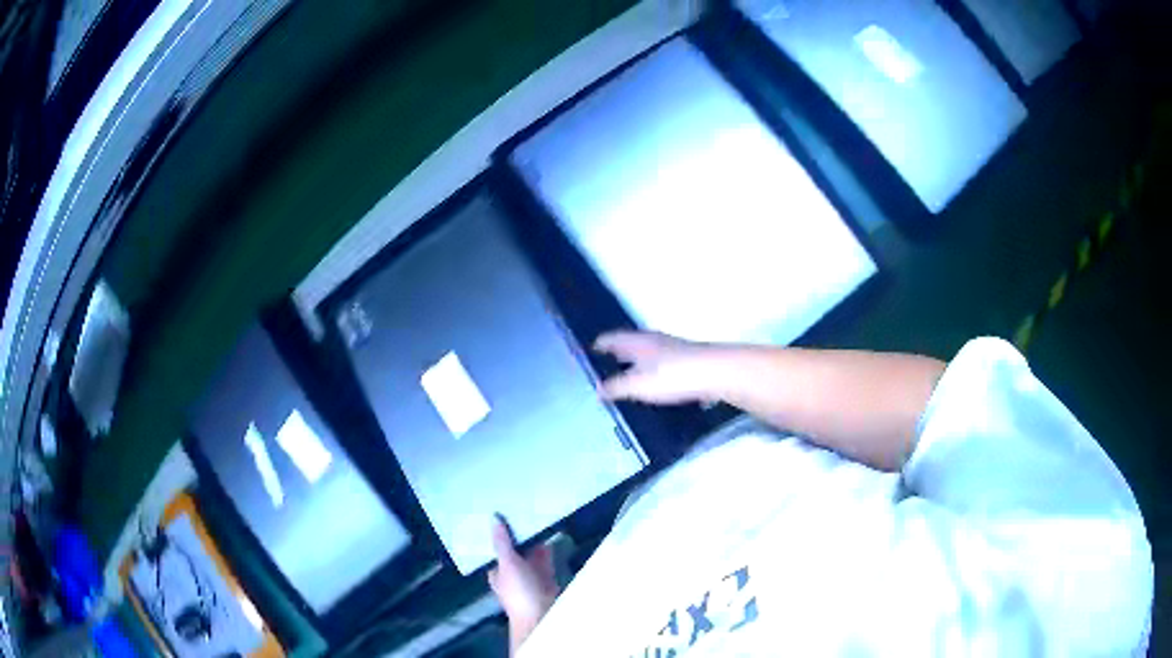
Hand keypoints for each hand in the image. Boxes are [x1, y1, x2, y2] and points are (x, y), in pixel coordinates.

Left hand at [488, 516, 558, 644]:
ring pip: (529, 553)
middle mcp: (511, 571)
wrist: (542, 614)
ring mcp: (529, 575)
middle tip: (520, 508)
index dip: (497, 533)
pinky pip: (544, 558)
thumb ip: (503, 542)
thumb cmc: (519, 590)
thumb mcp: (508, 564)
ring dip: (532, 539)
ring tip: (535, 515)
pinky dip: (546, 547)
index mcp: (497, 570)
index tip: (499, 513)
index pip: (495, 548)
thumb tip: (493, 518)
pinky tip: (549, 533)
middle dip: (517, 534)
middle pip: (513, 549)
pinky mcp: (545, 576)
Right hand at [594, 330, 721, 404]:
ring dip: (639, 360)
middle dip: (619, 351)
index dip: (601, 344)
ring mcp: (675, 348)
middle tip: (608, 361)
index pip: (613, 338)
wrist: (717, 372)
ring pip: (650, 351)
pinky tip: (658, 382)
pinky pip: (665, 362)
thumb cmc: (673, 375)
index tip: (590, 349)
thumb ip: (617, 387)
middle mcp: (655, 340)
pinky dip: (655, 369)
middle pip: (632, 342)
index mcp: (639, 342)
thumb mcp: (639, 385)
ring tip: (631, 374)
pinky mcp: (690, 359)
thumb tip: (598, 389)